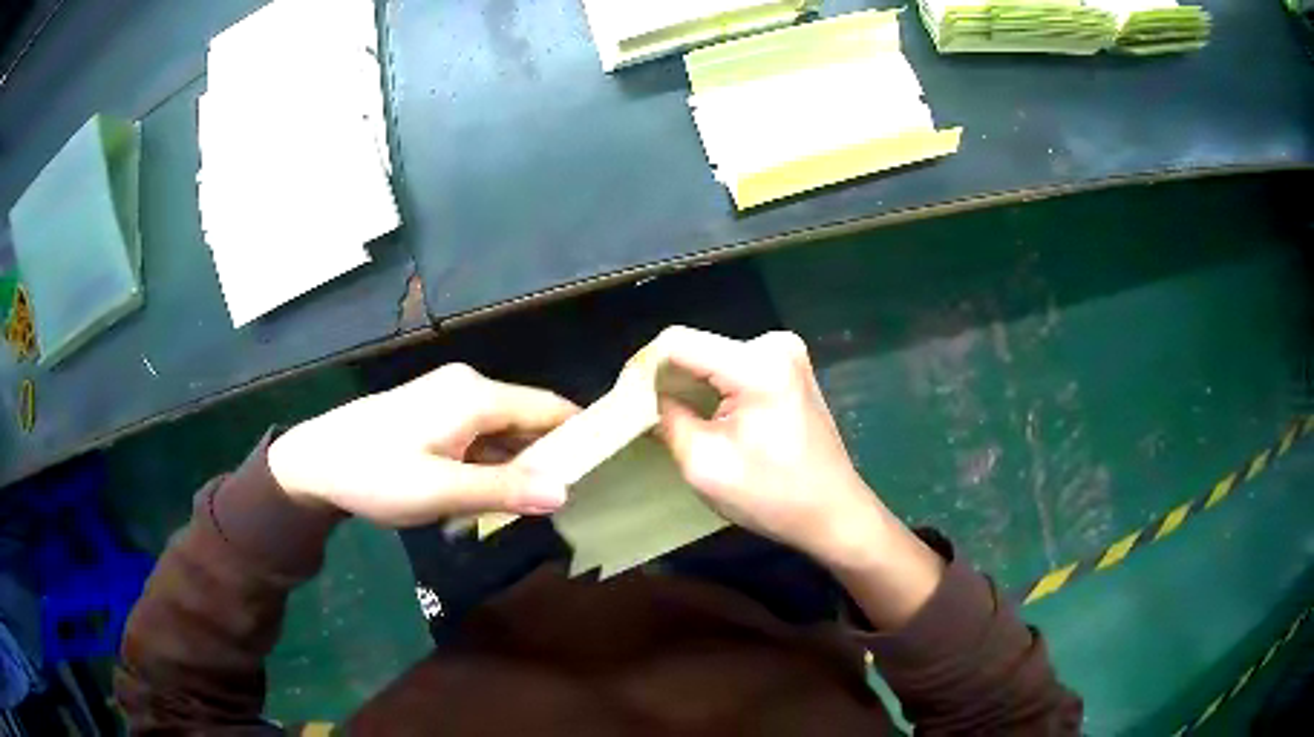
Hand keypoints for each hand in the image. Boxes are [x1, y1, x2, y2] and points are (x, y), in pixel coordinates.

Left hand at [268, 364, 577, 526]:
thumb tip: (566, 493)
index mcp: (476, 396)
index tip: (605, 474)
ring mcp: (450, 401)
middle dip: (543, 464)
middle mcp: (469, 389)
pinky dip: (485, 469)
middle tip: (558, 508)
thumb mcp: (440, 491)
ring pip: (503, 436)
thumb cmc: (375, 474)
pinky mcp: (435, 416)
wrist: (314, 461)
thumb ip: (504, 491)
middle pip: (528, 422)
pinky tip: (475, 501)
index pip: (551, 409)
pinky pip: (478, 441)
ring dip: (510, 473)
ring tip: (515, 512)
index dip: (582, 438)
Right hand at [649, 326, 892, 568]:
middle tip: (644, 417)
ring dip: (688, 385)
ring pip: (711, 357)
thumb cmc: (773, 497)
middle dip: (665, 379)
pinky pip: (732, 366)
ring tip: (672, 420)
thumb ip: (666, 420)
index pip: (677, 341)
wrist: (833, 511)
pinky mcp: (788, 366)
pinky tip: (705, 416)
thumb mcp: (705, 465)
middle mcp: (774, 345)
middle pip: (696, 347)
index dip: (643, 366)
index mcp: (757, 365)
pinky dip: (711, 387)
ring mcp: (785, 352)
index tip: (625, 400)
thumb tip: (640, 396)